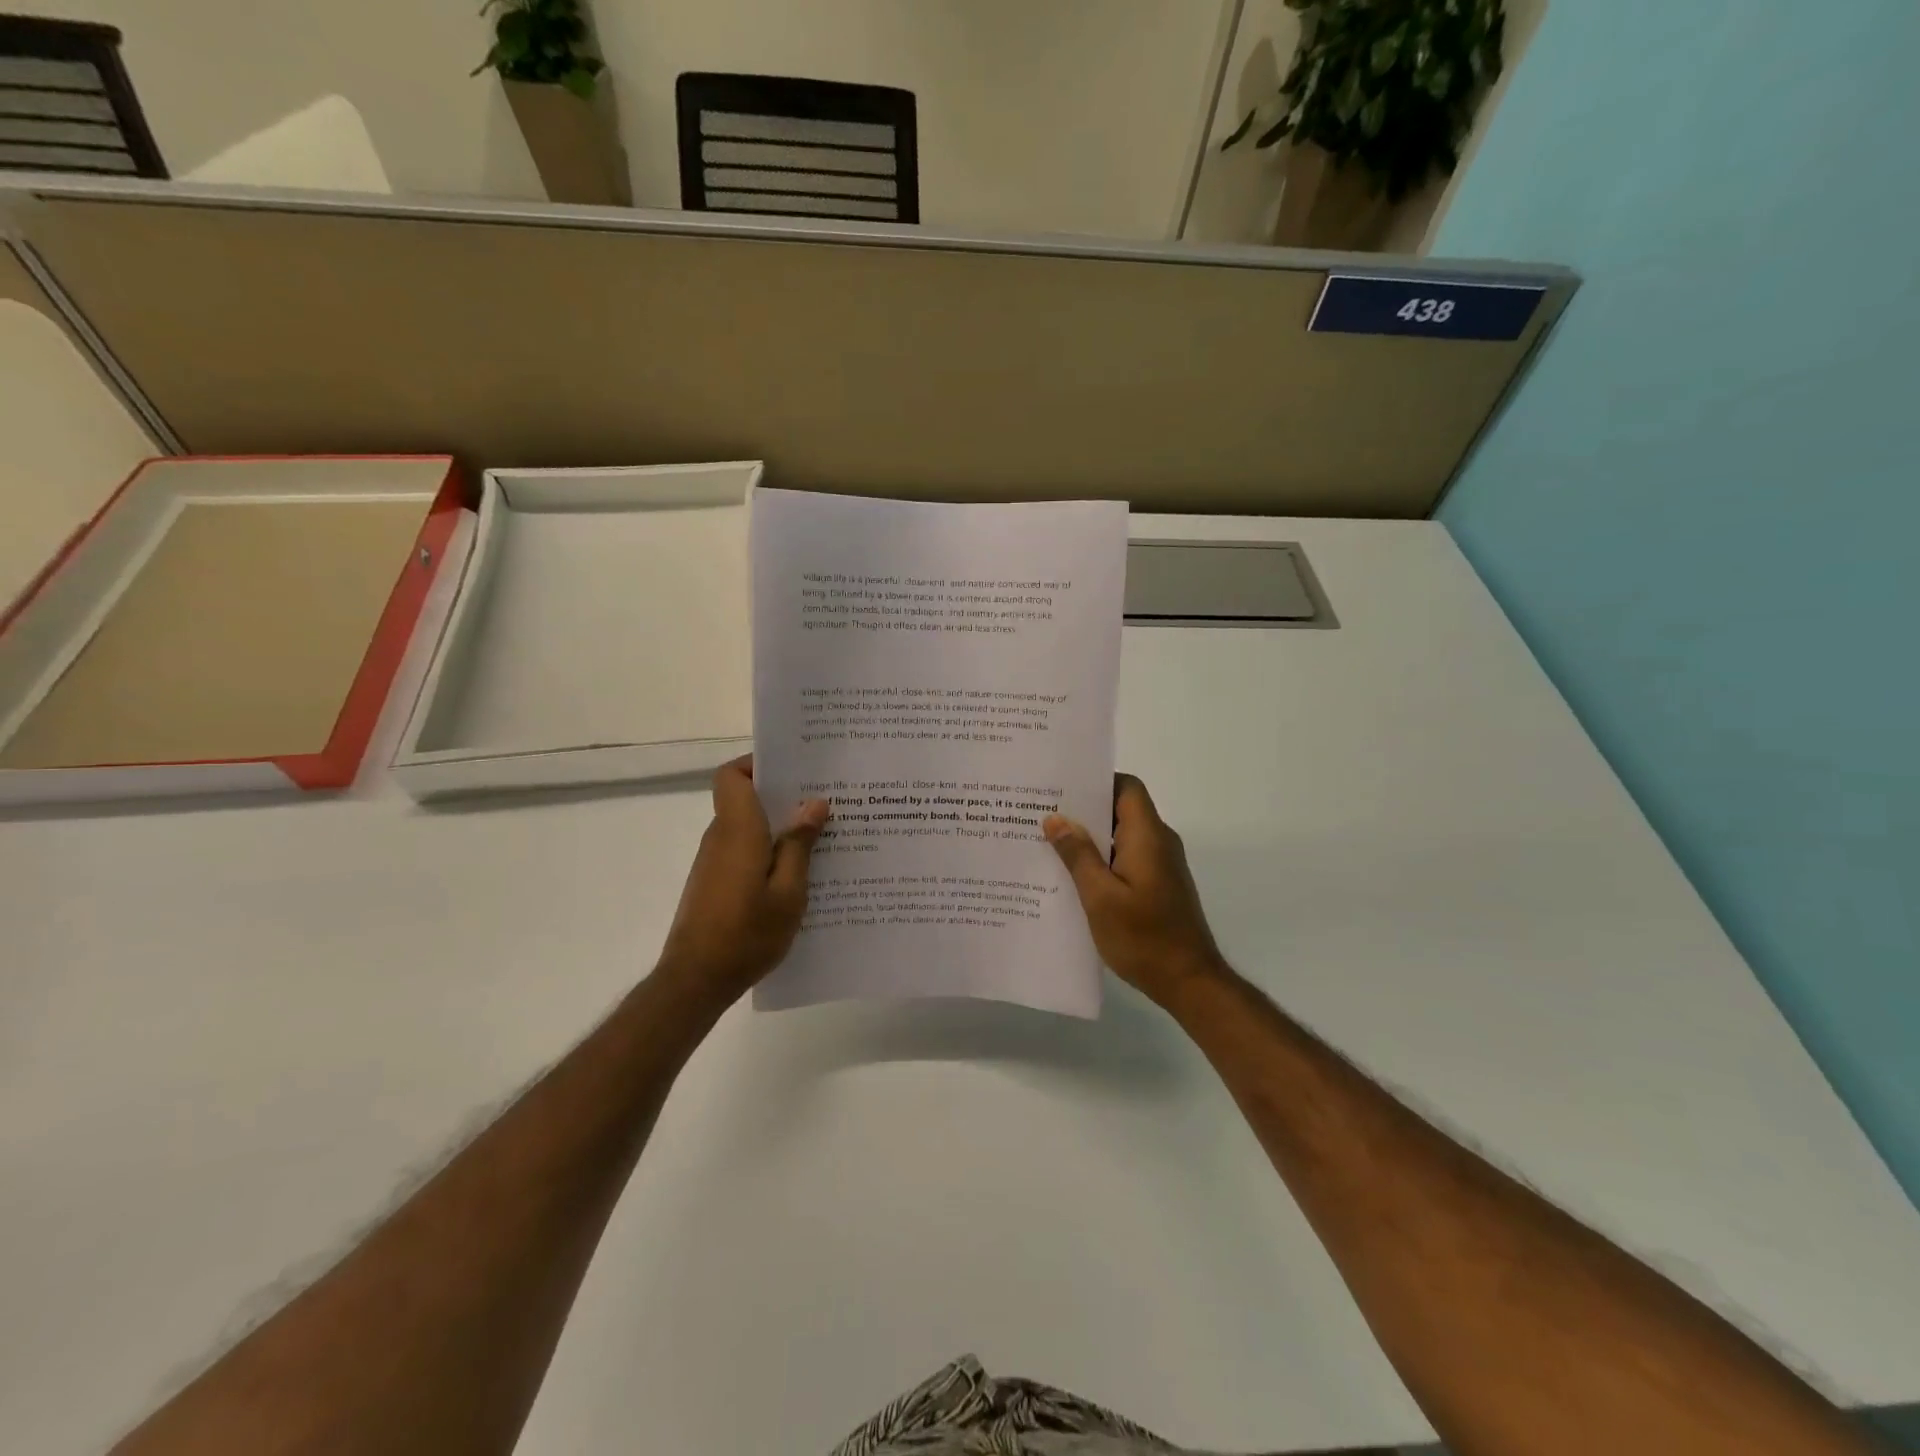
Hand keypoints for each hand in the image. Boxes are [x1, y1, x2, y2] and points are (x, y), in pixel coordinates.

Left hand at [656, 757, 829, 1006]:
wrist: (696, 980)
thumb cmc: (746, 934)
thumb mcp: (788, 892)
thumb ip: (799, 845)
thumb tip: (814, 803)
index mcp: (738, 830)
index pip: (731, 775)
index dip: (757, 764)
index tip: (793, 771)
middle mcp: (720, 838)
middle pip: (744, 798)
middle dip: (782, 795)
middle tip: (824, 801)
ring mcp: (714, 861)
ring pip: (746, 826)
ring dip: (778, 826)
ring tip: (821, 836)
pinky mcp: (714, 882)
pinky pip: (743, 850)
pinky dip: (767, 850)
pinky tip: (798, 872)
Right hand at [1044, 774, 1227, 1007]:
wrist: (1190, 982)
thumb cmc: (1143, 937)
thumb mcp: (1100, 897)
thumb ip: (1078, 855)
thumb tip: (1057, 818)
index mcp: (1147, 836)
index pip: (1127, 786)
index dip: (1097, 781)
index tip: (1062, 787)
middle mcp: (1158, 842)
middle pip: (1122, 808)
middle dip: (1084, 810)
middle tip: (1043, 813)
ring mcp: (1161, 864)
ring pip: (1121, 835)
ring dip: (1090, 837)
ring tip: (1049, 842)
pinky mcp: (1159, 884)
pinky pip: (1127, 857)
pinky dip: (1102, 859)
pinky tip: (1073, 876)